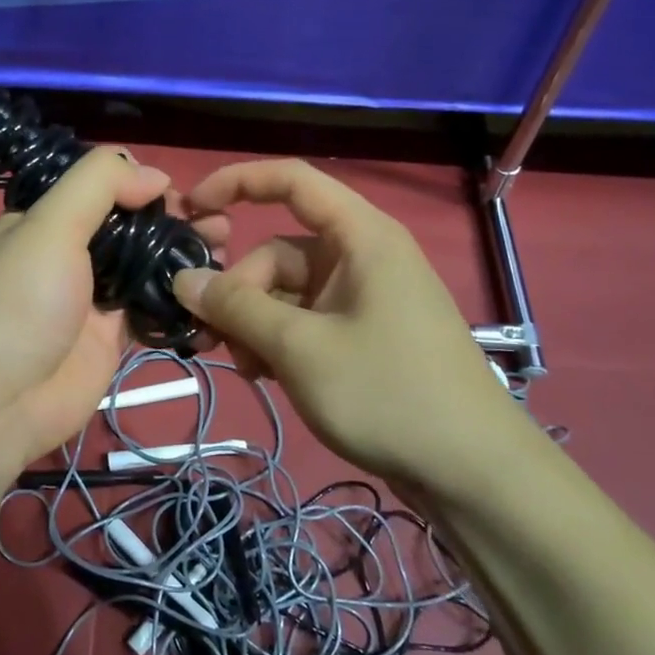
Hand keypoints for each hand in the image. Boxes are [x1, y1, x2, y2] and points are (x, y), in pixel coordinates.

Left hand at [0, 147, 225, 480]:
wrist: (0, 401)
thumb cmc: (20, 302)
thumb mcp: (49, 225)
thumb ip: (98, 185)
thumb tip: (154, 175)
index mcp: (44, 221)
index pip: (98, 188)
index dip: (141, 184)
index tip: (183, 191)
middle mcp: (68, 254)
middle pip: (129, 226)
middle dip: (174, 220)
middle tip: (218, 221)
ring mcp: (91, 297)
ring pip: (145, 266)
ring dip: (183, 254)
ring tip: (225, 247)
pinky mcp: (112, 337)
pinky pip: (152, 309)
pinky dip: (181, 298)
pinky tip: (215, 288)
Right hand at [173, 159, 530, 496]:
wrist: (472, 472)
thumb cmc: (386, 393)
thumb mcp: (300, 348)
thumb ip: (236, 308)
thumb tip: (183, 278)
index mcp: (360, 237)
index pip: (292, 181)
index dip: (237, 182)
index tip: (190, 208)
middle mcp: (361, 258)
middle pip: (279, 253)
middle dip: (240, 292)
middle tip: (212, 340)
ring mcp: (364, 299)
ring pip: (286, 294)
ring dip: (255, 325)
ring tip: (247, 370)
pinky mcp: (364, 336)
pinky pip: (305, 322)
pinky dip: (278, 342)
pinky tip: (266, 377)